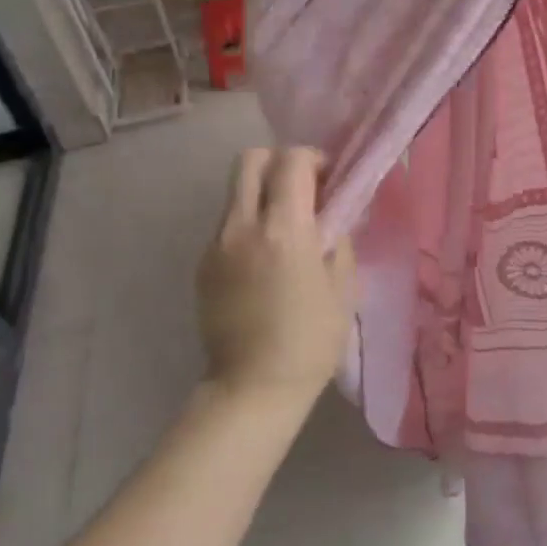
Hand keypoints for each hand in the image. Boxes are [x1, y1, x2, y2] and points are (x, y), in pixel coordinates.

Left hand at [197, 147, 354, 410]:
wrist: (253, 387)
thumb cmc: (312, 339)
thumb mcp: (343, 286)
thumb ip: (339, 237)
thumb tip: (334, 212)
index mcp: (283, 230)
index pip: (290, 161)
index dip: (313, 159)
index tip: (330, 180)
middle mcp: (242, 226)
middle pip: (250, 160)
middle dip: (280, 163)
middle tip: (304, 191)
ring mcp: (216, 245)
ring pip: (236, 192)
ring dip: (263, 194)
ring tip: (287, 229)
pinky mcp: (203, 265)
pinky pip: (228, 224)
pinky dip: (249, 224)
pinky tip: (266, 260)